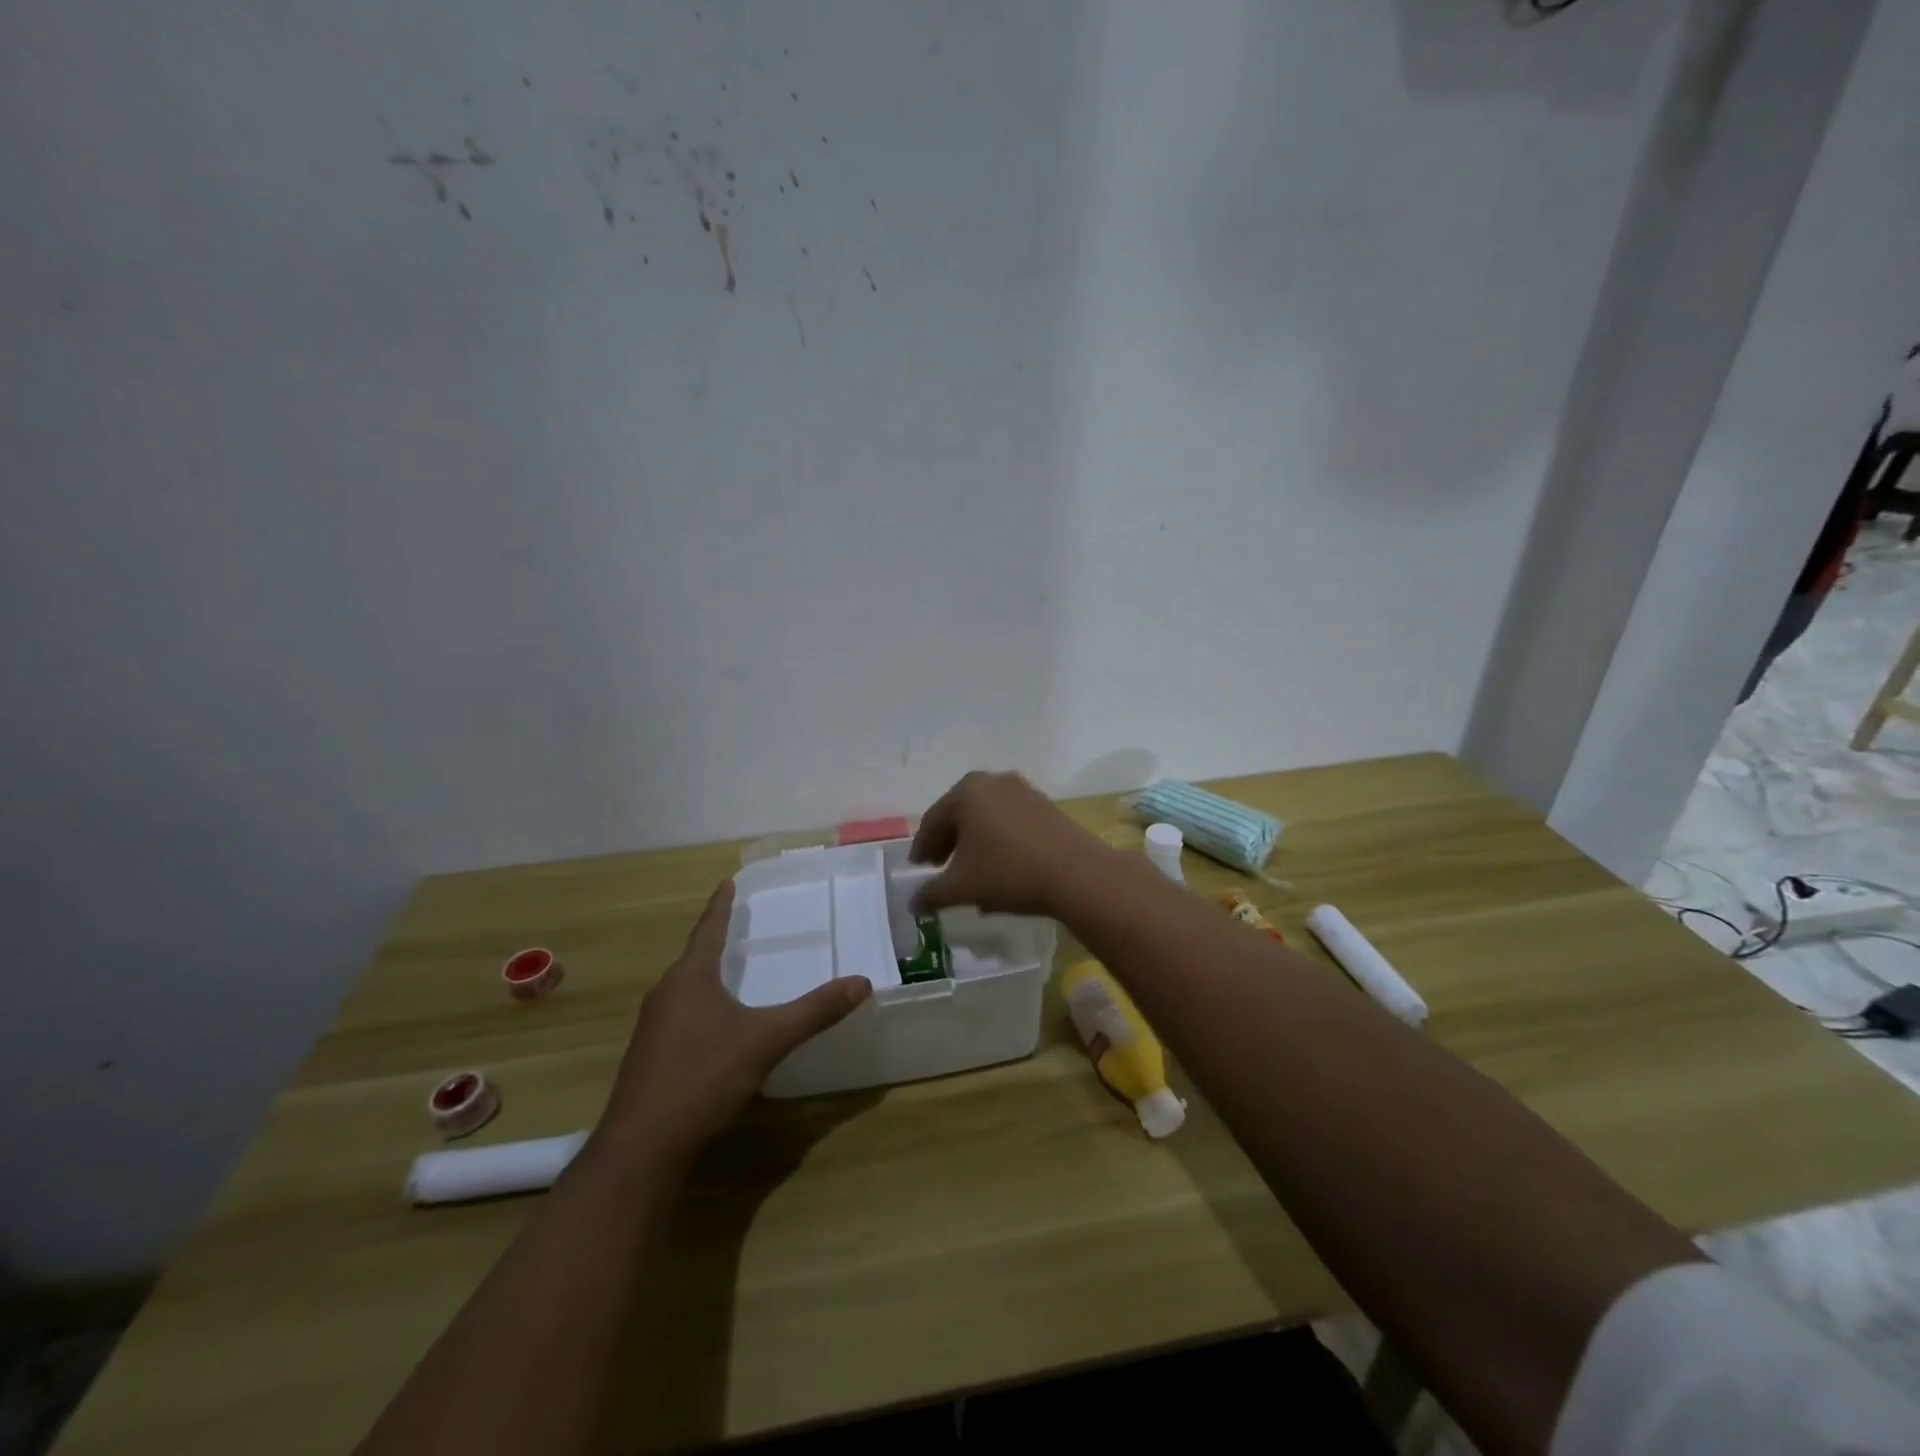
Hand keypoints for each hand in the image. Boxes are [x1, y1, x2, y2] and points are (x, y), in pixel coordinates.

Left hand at [600, 880, 870, 1165]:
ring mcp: (652, 1027)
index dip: (720, 905)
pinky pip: (680, 1015)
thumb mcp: (766, 1041)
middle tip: (739, 924)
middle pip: (694, 957)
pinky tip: (715, 1025)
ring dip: (707, 974)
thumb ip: (814, 1011)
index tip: (727, 881)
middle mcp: (666, 994)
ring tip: (730, 969)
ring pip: (685, 988)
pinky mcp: (649, 1057)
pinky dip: (701, 1005)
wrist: (641, 1147)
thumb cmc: (703, 1078)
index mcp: (690, 978)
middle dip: (715, 939)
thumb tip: (862, 982)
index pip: (708, 929)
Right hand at [910, 770, 1115, 916]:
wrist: (1077, 873)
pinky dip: (998, 841)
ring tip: (971, 874)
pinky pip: (1010, 822)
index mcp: (966, 792)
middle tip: (940, 870)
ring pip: (986, 819)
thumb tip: (913, 904)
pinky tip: (1000, 869)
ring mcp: (1023, 791)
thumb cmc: (1008, 872)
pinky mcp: (1046, 805)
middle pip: (960, 815)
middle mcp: (993, 782)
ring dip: (974, 844)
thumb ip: (931, 894)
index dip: (922, 848)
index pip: (933, 821)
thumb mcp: (962, 887)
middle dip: (948, 844)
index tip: (918, 870)